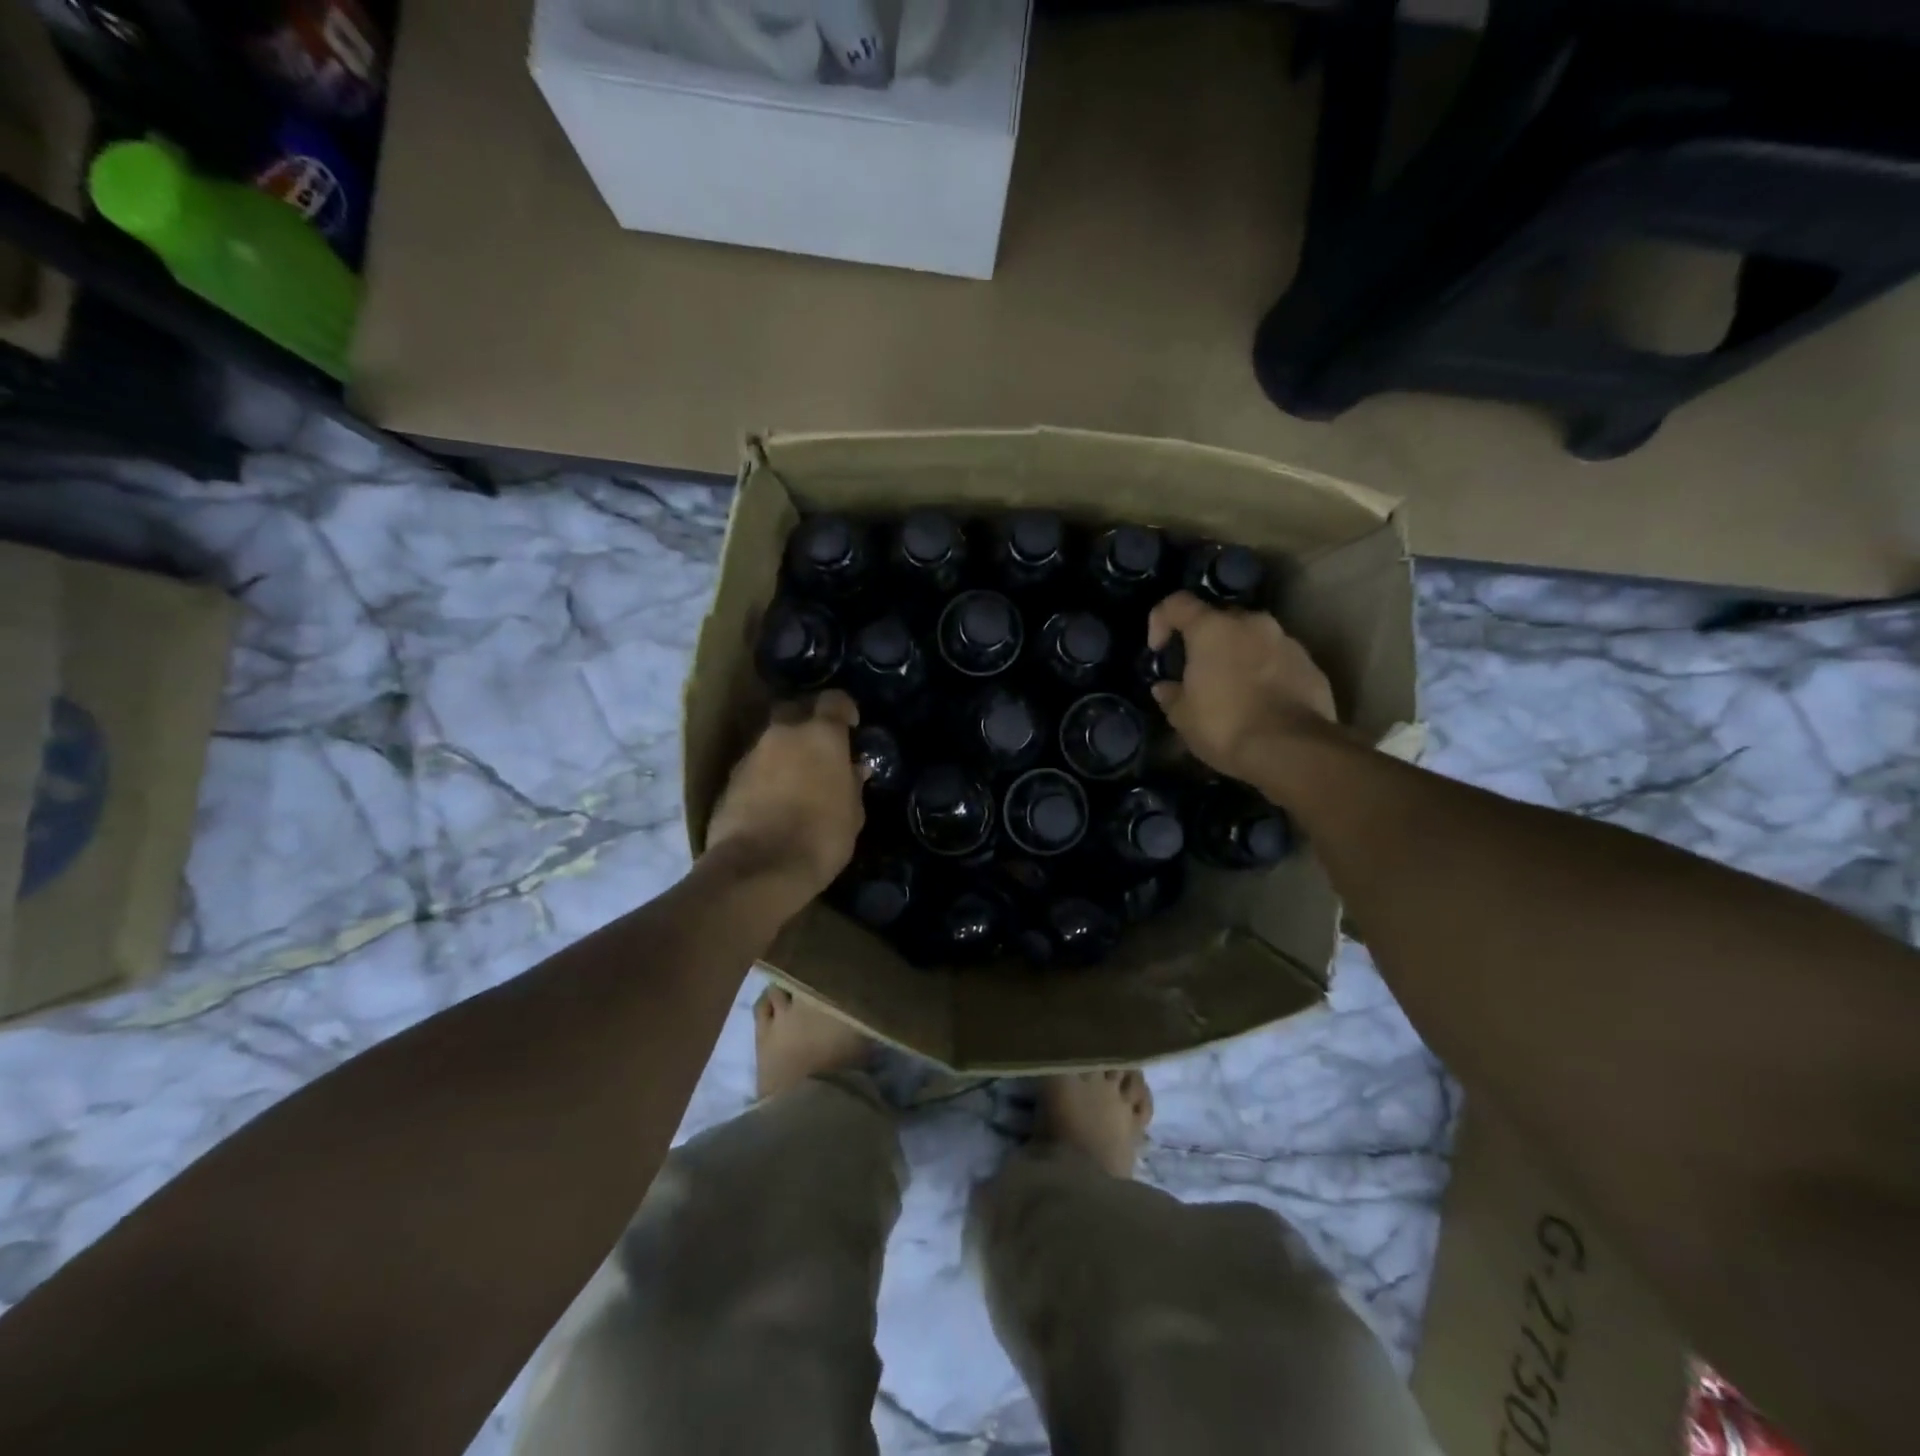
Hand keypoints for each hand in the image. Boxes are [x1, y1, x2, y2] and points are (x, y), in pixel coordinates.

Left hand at [706, 690, 865, 908]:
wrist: (758, 868)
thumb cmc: (821, 837)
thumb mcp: (852, 814)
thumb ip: (852, 784)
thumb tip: (853, 769)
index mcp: (821, 735)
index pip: (834, 700)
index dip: (844, 709)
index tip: (851, 726)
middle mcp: (783, 734)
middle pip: (794, 710)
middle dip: (807, 721)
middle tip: (820, 747)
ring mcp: (751, 755)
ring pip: (771, 740)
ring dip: (784, 752)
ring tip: (796, 778)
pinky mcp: (729, 780)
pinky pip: (754, 767)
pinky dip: (765, 775)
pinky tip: (773, 800)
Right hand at [1147, 592, 1337, 782]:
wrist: (1293, 750)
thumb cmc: (1225, 726)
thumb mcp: (1183, 718)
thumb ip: (1171, 695)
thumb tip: (1165, 688)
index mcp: (1212, 629)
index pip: (1177, 603)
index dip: (1161, 620)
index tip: (1159, 650)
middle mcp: (1252, 623)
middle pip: (1220, 618)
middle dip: (1207, 640)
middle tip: (1199, 671)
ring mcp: (1287, 642)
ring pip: (1254, 639)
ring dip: (1240, 656)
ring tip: (1233, 690)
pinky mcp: (1311, 665)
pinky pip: (1279, 660)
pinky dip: (1267, 673)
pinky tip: (1262, 703)